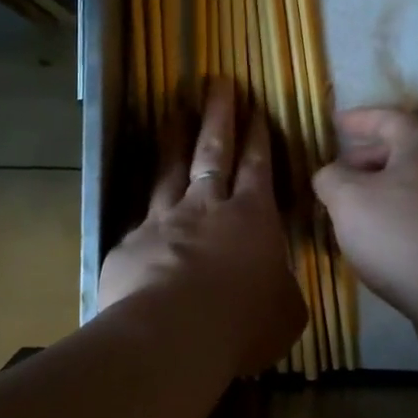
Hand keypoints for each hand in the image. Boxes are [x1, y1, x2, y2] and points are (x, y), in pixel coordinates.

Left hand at [99, 80, 307, 376]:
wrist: (173, 333)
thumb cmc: (243, 323)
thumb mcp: (286, 311)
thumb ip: (281, 289)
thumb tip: (277, 284)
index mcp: (252, 218)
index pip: (257, 167)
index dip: (257, 137)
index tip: (254, 109)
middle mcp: (206, 207)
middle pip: (213, 151)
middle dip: (218, 115)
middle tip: (217, 84)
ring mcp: (163, 220)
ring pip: (170, 169)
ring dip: (174, 138)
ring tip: (173, 110)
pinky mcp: (131, 242)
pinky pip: (140, 216)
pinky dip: (144, 204)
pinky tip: (140, 202)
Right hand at [314, 108, 417, 326]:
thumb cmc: (399, 232)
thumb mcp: (347, 199)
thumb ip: (331, 178)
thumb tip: (329, 175)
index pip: (388, 118)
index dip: (359, 119)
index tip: (335, 123)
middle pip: (403, 152)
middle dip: (366, 158)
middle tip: (337, 172)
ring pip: (411, 185)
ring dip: (380, 191)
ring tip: (349, 208)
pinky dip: (395, 216)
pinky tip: (375, 238)